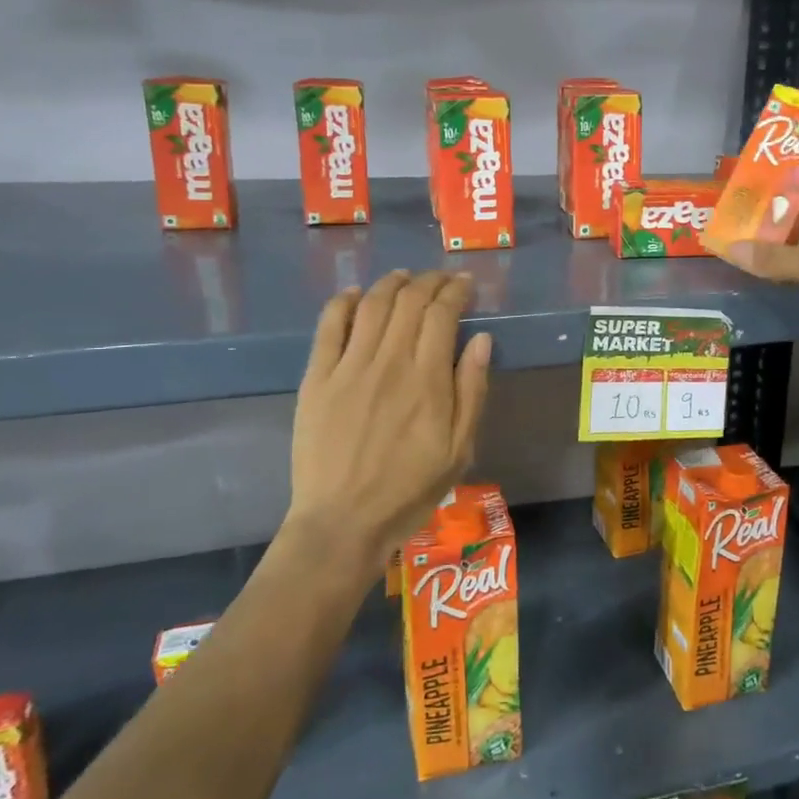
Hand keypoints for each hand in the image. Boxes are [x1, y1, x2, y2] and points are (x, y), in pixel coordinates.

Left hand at [282, 270, 492, 574]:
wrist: (342, 522)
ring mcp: (348, 367)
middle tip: (440, 279)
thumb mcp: (460, 449)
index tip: (465, 285)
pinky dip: (342, 302)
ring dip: (391, 283)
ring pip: (371, 305)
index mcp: (428, 380)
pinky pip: (328, 326)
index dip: (455, 291)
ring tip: (404, 277)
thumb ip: (472, 390)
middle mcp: (389, 362)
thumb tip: (481, 339)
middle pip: (409, 301)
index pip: (442, 314)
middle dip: (429, 281)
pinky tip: (354, 294)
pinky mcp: (316, 378)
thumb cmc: (409, 490)